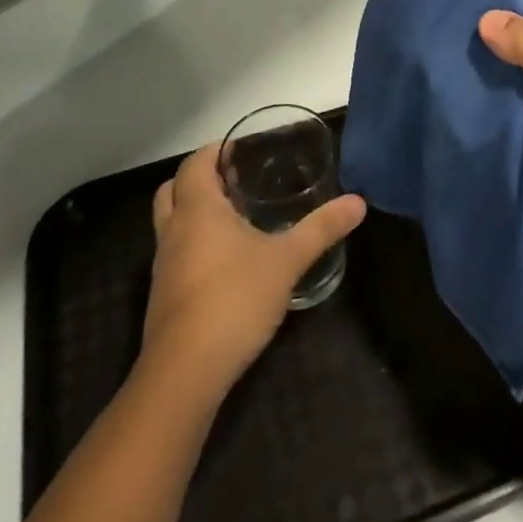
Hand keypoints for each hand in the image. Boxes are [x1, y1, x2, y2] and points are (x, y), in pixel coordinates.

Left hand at [142, 145, 365, 397]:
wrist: (186, 372)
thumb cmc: (235, 299)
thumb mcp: (287, 260)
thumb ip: (322, 228)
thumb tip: (358, 201)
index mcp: (198, 210)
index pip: (194, 163)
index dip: (215, 150)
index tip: (242, 149)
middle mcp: (173, 230)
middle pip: (172, 189)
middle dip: (200, 179)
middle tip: (235, 180)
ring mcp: (163, 265)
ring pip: (171, 223)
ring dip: (195, 212)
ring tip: (236, 217)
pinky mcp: (165, 296)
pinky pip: (175, 253)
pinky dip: (195, 243)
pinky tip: (228, 261)